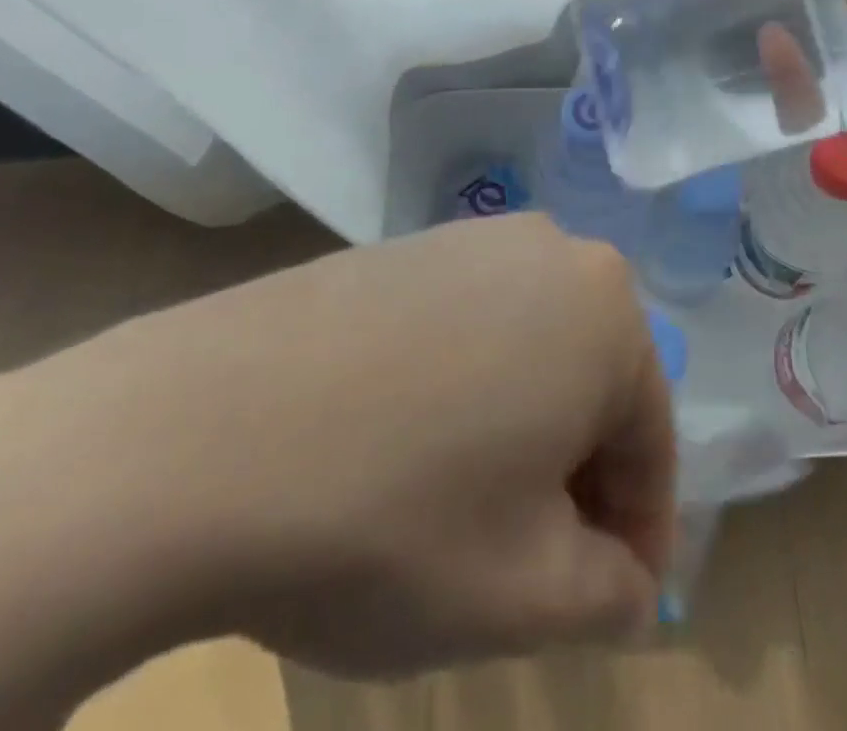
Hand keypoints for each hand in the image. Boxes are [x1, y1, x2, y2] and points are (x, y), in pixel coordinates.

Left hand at [0, 214, 674, 679]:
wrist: (196, 433)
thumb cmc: (393, 517)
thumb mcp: (525, 592)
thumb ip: (606, 593)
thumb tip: (629, 586)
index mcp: (603, 308)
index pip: (650, 438)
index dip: (639, 534)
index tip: (613, 605)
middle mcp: (549, 250)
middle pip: (590, 385)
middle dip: (577, 481)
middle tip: (534, 567)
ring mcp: (469, 240)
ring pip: (528, 353)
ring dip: (519, 434)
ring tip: (466, 515)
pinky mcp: (404, 249)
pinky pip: (467, 327)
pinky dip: (462, 392)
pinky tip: (403, 450)